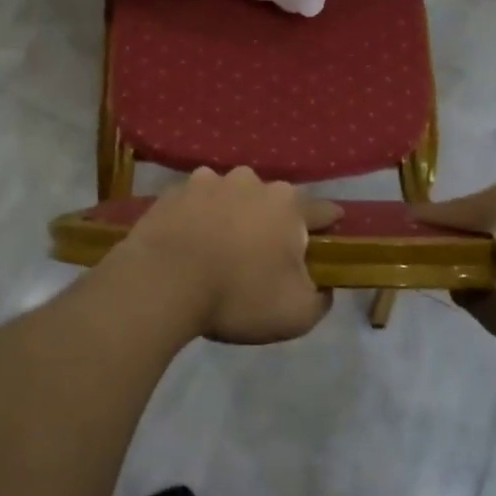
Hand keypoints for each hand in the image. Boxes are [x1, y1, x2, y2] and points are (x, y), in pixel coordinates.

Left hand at [118, 167, 339, 344]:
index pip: (321, 211)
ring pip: (231, 198)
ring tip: (221, 248)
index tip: (332, 233)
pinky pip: (196, 204)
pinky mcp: (173, 192)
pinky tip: (190, 243)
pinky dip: (198, 219)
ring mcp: (207, 181)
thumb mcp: (297, 313)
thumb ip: (320, 297)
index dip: (329, 224)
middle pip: (272, 202)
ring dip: (232, 217)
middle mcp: (250, 181)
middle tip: (264, 256)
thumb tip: (322, 286)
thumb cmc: (238, 295)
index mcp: (286, 204)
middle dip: (273, 223)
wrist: (163, 282)